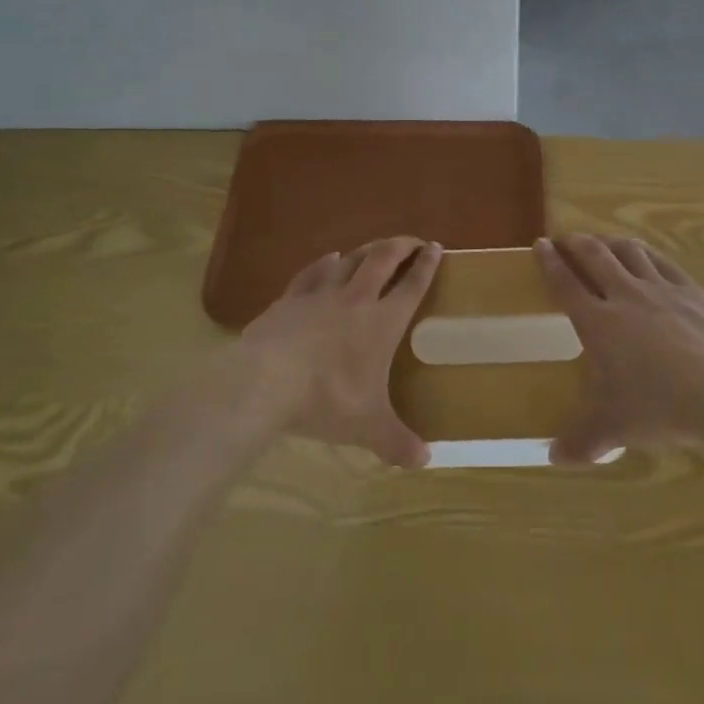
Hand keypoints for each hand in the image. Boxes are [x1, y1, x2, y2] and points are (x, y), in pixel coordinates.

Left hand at [239, 237, 440, 467]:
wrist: (267, 380)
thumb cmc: (327, 399)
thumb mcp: (367, 427)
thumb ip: (397, 442)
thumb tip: (425, 461)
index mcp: (382, 322)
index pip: (412, 286)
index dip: (427, 265)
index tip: (436, 248)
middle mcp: (356, 298)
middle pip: (383, 258)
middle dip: (401, 246)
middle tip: (412, 242)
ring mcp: (321, 292)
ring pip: (350, 258)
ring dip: (366, 249)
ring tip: (375, 247)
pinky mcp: (291, 296)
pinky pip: (314, 270)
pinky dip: (326, 262)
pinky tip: (329, 258)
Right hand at [537, 234, 703, 462]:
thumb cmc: (665, 408)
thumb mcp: (618, 428)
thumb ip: (583, 441)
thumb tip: (553, 457)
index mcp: (600, 323)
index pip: (566, 283)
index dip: (549, 262)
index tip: (540, 245)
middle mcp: (625, 295)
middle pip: (594, 255)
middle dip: (575, 243)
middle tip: (565, 239)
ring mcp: (661, 288)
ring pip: (628, 250)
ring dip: (609, 241)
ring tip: (601, 242)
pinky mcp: (691, 289)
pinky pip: (661, 260)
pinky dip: (645, 253)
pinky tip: (645, 256)